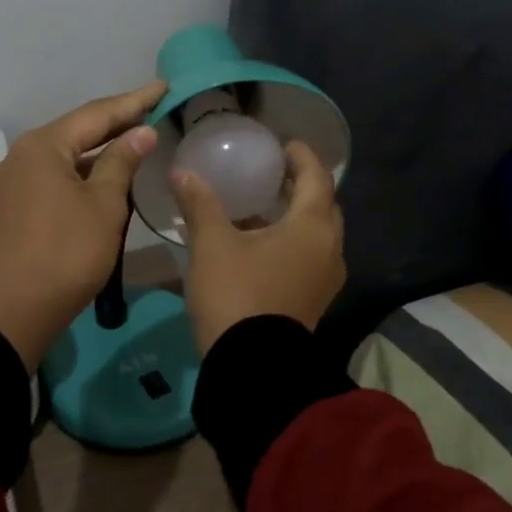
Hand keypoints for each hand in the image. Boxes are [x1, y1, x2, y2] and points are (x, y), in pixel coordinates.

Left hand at [0, 81, 167, 371]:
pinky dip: (76, 174)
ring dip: (95, 152)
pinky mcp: (6, 209)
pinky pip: (48, 179)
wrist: (16, 310)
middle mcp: (17, 156)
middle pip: (74, 133)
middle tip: (151, 111)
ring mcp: (7, 184)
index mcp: (40, 147)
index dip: (133, 101)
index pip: (95, 114)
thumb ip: (122, 161)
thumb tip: (140, 132)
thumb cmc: (68, 253)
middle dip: (113, 124)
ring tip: (131, 142)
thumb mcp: (104, 205)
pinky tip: (98, 178)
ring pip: (60, 158)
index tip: (162, 87)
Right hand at [171, 140, 345, 353]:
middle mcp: (329, 249)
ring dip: (296, 216)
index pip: (317, 178)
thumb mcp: (212, 245)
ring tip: (263, 206)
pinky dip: (292, 241)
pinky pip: (309, 257)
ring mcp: (325, 280)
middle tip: (274, 174)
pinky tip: (260, 244)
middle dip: (302, 186)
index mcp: (312, 228)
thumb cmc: (237, 293)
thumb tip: (183, 172)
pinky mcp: (314, 301)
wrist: (252, 366)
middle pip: (323, 206)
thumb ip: (200, 204)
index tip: (286, 144)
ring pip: (317, 235)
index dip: (303, 157)